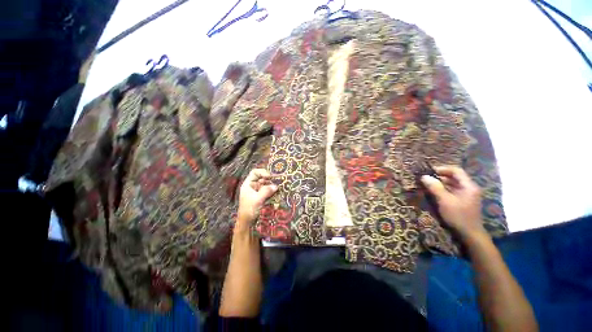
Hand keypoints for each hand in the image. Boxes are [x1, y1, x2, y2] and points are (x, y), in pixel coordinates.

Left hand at [236, 169, 277, 231]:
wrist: (247, 223)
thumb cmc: (249, 210)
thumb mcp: (257, 199)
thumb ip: (266, 191)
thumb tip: (275, 186)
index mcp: (248, 184)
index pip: (255, 173)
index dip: (262, 172)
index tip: (270, 177)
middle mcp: (253, 186)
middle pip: (262, 178)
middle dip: (269, 179)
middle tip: (277, 181)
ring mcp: (257, 191)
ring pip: (266, 184)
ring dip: (272, 185)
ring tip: (278, 187)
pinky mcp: (262, 197)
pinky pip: (268, 190)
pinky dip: (272, 190)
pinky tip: (277, 191)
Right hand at [421, 165, 485, 239]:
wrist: (470, 234)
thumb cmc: (458, 216)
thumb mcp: (445, 201)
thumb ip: (435, 187)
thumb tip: (424, 176)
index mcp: (468, 186)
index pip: (456, 170)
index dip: (442, 169)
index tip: (429, 171)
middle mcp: (469, 188)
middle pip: (454, 177)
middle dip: (440, 176)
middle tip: (426, 178)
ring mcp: (467, 195)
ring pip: (453, 184)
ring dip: (441, 183)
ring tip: (428, 184)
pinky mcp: (463, 201)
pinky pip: (452, 191)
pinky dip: (443, 189)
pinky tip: (435, 192)